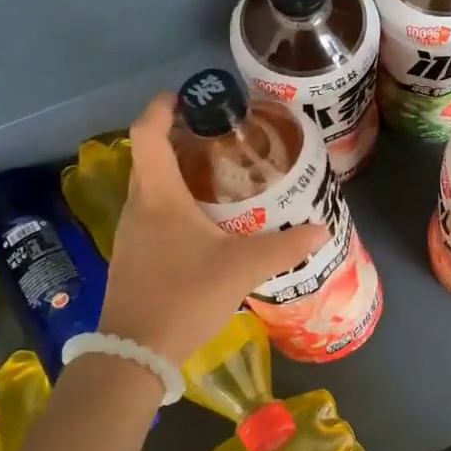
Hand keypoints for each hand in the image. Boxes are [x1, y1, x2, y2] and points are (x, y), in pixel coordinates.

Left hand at [96, 92, 326, 364]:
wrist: (135, 353)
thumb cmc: (185, 296)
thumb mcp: (242, 268)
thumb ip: (284, 248)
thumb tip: (320, 229)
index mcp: (158, 195)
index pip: (147, 132)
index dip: (163, 107)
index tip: (189, 96)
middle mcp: (138, 206)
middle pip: (150, 156)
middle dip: (180, 139)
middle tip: (221, 138)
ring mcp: (130, 233)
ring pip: (151, 187)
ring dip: (178, 173)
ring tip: (220, 177)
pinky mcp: (133, 256)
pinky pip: (152, 213)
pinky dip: (175, 204)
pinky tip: (205, 224)